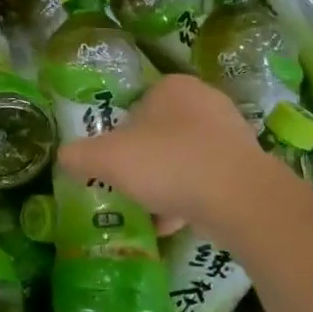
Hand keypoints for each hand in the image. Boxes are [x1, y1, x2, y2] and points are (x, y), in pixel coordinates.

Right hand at [59, 74, 279, 233]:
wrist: (239, 198)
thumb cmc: (168, 163)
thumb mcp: (107, 159)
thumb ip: (80, 155)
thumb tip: (64, 157)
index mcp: (172, 87)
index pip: (135, 106)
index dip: (119, 136)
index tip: (112, 163)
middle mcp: (205, 101)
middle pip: (159, 134)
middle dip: (143, 162)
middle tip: (128, 186)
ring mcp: (231, 133)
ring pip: (184, 158)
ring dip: (166, 184)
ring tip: (149, 212)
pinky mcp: (248, 166)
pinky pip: (208, 180)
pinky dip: (190, 199)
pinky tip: (174, 224)